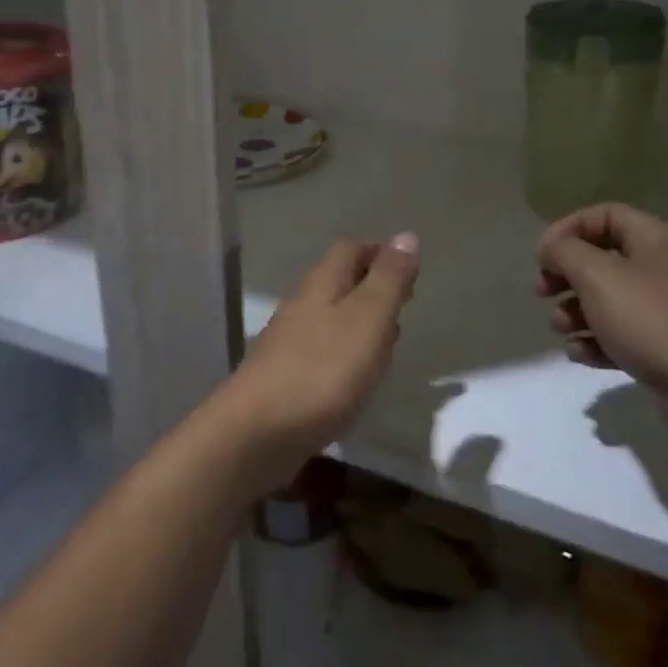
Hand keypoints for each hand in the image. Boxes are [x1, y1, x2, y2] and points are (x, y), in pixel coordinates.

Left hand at [211, 234, 419, 494]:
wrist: (258, 431)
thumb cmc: (322, 370)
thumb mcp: (367, 319)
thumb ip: (388, 279)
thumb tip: (406, 235)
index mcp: (322, 284)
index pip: (350, 250)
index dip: (379, 253)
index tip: (409, 269)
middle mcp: (302, 306)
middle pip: (339, 282)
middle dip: (371, 286)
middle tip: (404, 301)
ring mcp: (291, 342)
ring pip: (332, 319)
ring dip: (361, 323)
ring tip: (390, 341)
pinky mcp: (287, 377)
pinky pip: (324, 353)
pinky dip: (347, 356)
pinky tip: (359, 379)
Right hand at [536, 204, 667, 461]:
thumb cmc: (651, 322)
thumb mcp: (597, 276)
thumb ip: (565, 253)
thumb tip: (553, 251)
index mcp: (655, 241)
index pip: (605, 215)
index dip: (568, 229)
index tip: (543, 256)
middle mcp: (663, 270)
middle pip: (602, 258)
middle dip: (566, 275)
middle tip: (542, 292)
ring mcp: (666, 312)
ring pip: (607, 299)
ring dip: (575, 312)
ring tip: (564, 329)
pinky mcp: (664, 349)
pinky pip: (620, 334)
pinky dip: (595, 341)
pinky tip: (582, 354)